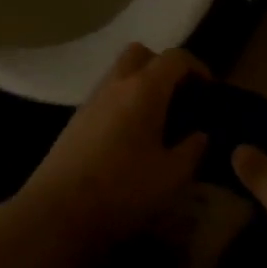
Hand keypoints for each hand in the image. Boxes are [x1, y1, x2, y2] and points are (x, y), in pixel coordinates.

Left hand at [22, 43, 209, 246]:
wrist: (56, 214)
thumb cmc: (122, 190)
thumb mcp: (172, 176)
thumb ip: (192, 150)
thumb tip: (200, 134)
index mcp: (144, 89)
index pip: (175, 58)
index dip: (197, 67)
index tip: (209, 89)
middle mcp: (116, 85)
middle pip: (140, 53)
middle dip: (162, 66)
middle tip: (178, 96)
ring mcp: (91, 101)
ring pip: (119, 73)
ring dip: (140, 84)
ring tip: (156, 118)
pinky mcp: (75, 121)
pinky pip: (105, 96)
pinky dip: (122, 102)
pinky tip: (130, 137)